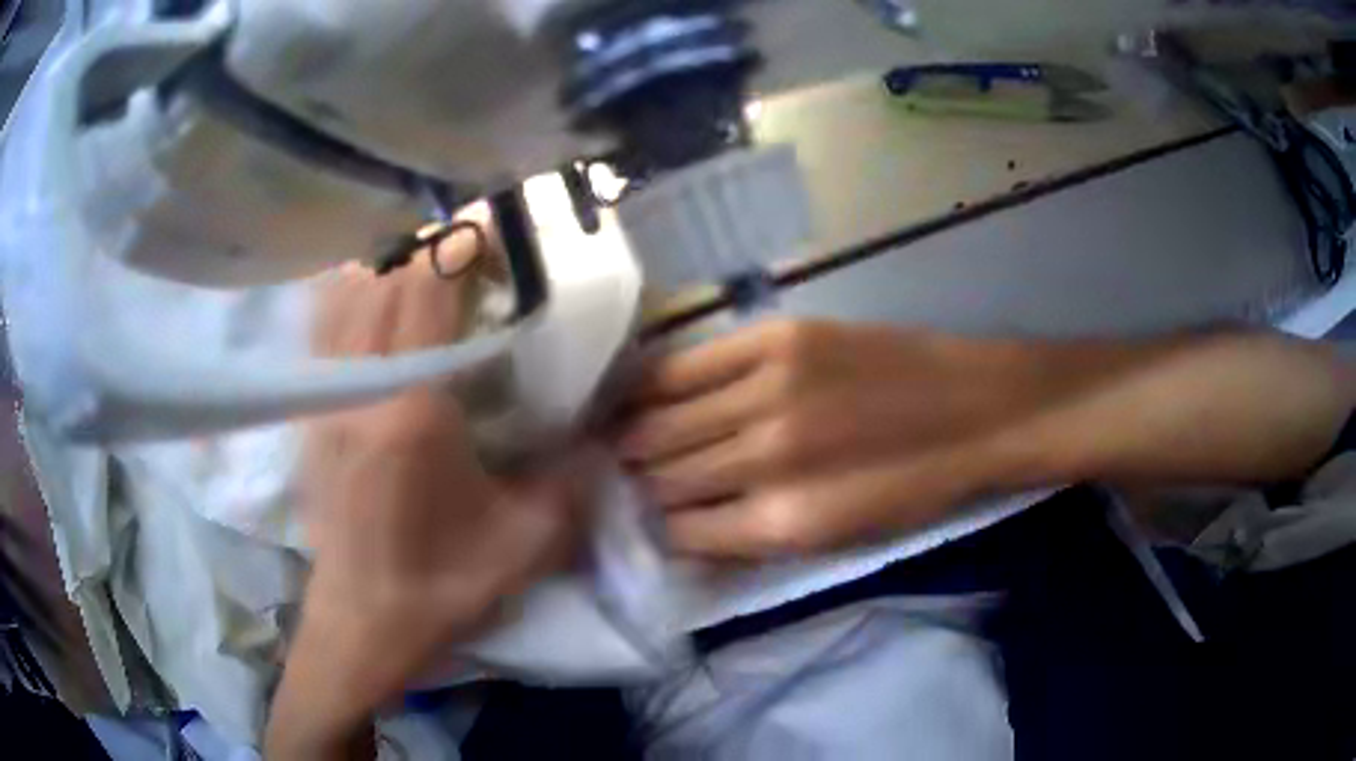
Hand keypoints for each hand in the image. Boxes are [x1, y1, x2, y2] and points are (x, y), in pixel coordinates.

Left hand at [268, 235, 583, 757]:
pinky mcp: (307, 412)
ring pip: (344, 289)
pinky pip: (319, 324)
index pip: (427, 288)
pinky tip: (370, 294)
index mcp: (410, 409)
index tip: (493, 222)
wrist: (362, 622)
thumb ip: (574, 481)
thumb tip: (605, 436)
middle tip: (470, 245)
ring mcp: (322, 395)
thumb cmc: (440, 585)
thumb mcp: (527, 543)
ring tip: (422, 262)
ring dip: (385, 262)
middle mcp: (356, 385)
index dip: (460, 242)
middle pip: (384, 274)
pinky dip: (346, 291)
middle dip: (429, 243)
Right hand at [617, 320, 1044, 558]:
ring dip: (631, 437)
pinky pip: (686, 363)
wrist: (977, 409)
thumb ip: (755, 538)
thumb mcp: (839, 539)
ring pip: (663, 421)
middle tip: (610, 479)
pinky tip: (631, 391)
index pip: (681, 530)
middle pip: (663, 475)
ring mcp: (769, 388)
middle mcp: (767, 457)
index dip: (651, 529)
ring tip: (609, 439)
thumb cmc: (916, 487)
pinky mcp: (778, 337)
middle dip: (632, 484)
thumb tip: (685, 533)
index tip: (633, 521)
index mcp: (785, 523)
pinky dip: (650, 383)